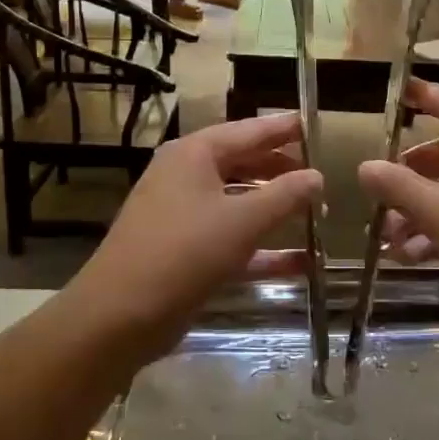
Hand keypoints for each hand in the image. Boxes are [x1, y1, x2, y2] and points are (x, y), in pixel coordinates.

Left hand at [65, 113, 322, 363]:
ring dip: (275, 209)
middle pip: (242, 164)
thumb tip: (317, 176)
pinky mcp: (184, 252)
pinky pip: (231, 239)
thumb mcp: (243, 220)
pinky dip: (262, 249)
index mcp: (194, 155)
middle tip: (318, 173)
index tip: (313, 124)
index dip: (283, 128)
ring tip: (316, 212)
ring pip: (238, 203)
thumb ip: (286, 195)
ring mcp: (182, 216)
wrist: (120, 315)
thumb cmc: (184, 252)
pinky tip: (300, 263)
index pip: (248, 131)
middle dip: (281, 170)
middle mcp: (185, 177)